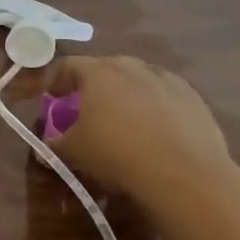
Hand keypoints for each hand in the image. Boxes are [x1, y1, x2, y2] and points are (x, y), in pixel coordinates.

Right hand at [47, 56, 236, 210]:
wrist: (184, 174)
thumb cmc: (116, 154)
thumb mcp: (73, 152)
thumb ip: (54, 144)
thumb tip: (45, 146)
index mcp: (98, 73)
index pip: (69, 65)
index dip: (57, 81)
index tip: (53, 99)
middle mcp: (133, 67)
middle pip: (106, 68)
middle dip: (94, 85)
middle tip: (88, 108)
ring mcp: (167, 80)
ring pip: (138, 79)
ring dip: (126, 93)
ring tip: (124, 120)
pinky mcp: (194, 98)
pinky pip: (165, 95)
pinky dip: (155, 106)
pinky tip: (155, 131)